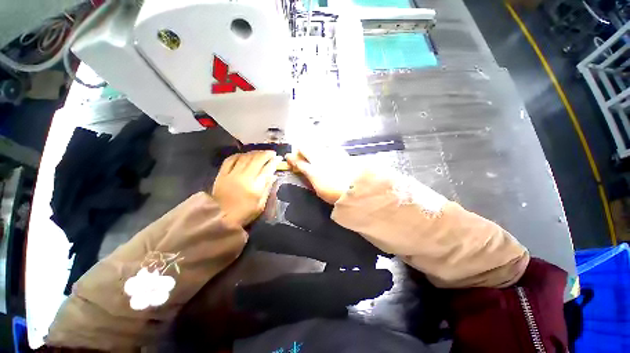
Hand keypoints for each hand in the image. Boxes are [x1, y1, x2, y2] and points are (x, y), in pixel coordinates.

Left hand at [212, 150, 281, 226]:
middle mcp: (244, 177)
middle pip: (257, 159)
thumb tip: (273, 175)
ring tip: (260, 152)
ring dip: (254, 153)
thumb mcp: (260, 205)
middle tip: (271, 153)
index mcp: (255, 187)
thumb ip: (267, 189)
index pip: (267, 169)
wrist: (220, 218)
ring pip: (245, 157)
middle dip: (266, 154)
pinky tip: (244, 155)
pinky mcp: (222, 174)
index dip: (274, 162)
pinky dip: (239, 155)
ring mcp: (232, 174)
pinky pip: (230, 159)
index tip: (278, 158)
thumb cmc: (244, 214)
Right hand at [286, 145, 361, 203]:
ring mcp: (330, 154)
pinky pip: (330, 146)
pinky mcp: (340, 152)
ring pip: (317, 144)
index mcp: (312, 171)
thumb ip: (311, 178)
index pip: (298, 162)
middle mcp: (319, 160)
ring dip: (313, 146)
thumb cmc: (334, 194)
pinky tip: (328, 149)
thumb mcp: (318, 189)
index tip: (288, 157)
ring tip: (314, 149)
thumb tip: (307, 172)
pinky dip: (326, 146)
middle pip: (305, 148)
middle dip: (300, 149)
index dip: (292, 159)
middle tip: (300, 152)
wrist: (353, 189)